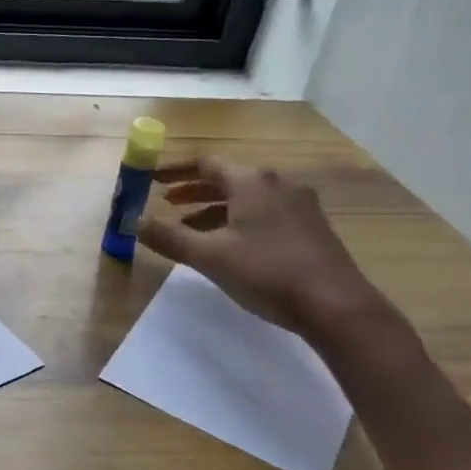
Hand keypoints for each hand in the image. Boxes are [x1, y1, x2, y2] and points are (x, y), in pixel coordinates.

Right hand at [137, 155, 389, 340]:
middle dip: (193, 190)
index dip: (174, 170)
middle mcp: (277, 184)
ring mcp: (299, 205)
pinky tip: (227, 245)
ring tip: (188, 228)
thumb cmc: (267, 272)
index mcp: (252, 181)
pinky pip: (263, 213)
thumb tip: (134, 222)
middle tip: (166, 202)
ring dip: (213, 208)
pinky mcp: (310, 228)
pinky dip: (237, 220)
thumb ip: (169, 237)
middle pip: (227, 178)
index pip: (206, 163)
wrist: (336, 306)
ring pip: (246, 198)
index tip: (151, 179)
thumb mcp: (209, 256)